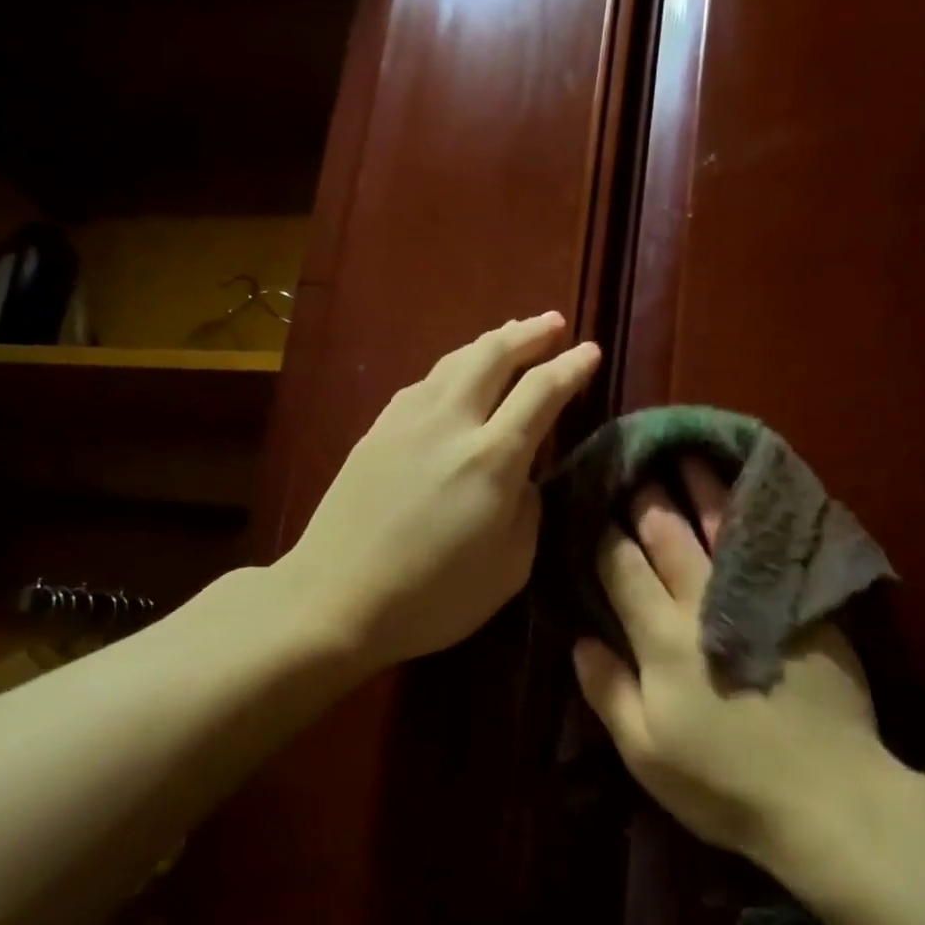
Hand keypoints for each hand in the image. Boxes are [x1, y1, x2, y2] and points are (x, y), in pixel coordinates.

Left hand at [285, 312, 599, 673]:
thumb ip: (528, 512)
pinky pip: (423, 384)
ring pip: (453, 361)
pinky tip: (454, 376)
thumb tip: (524, 479)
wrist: (333, 601)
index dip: (571, 367)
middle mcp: (450, 423)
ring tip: (509, 335)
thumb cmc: (432, 598)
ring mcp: (405, 422)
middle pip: (493, 355)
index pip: (541, 391)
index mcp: (492, 458)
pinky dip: (451, 369)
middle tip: (553, 324)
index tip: (591, 351)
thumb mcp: (509, 568)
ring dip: (488, 343)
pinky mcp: (374, 432)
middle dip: (528, 334)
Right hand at [571, 460, 908, 867]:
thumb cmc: (724, 782)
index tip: (591, 503)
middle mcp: (704, 604)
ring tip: (688, 456)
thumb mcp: (646, 752)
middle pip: (670, 536)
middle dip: (648, 498)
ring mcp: (758, 597)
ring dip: (702, 489)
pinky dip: (757, 514)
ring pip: (723, 528)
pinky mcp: (802, 604)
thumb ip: (608, 690)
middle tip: (635, 464)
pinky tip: (752, 495)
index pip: (622, 569)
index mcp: (661, 638)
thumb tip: (579, 640)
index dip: (603, 534)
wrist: (829, 797)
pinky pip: (772, 546)